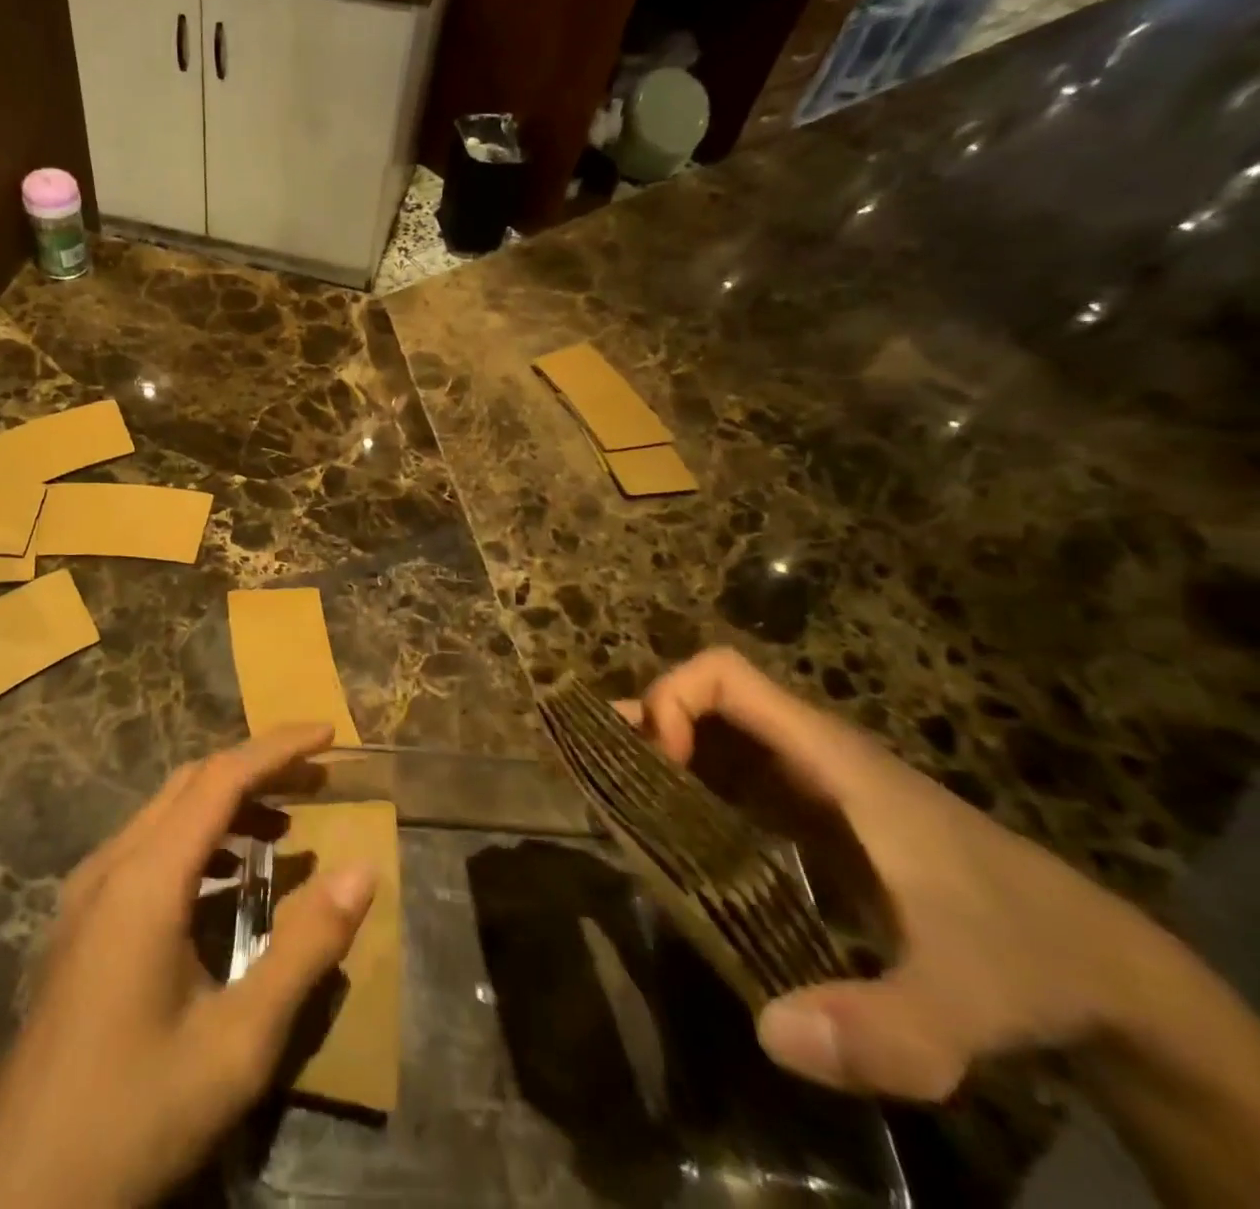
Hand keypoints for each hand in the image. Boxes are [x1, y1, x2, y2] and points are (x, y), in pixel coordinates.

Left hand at [0, 724, 376, 1208]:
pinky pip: (148, 848)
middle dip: (258, 768)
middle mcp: (111, 865)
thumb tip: (363, 871)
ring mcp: (88, 892)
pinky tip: (228, 879)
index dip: (278, 748)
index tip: (329, 734)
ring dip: (228, 803)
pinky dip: (198, 839)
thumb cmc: (135, 1116)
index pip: (221, 778)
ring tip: (286, 826)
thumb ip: (304, 950)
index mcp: (146, 879)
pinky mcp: (82, 922)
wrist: (19, 1198)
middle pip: (192, 783)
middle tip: (318, 778)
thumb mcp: (238, 1044)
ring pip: (166, 812)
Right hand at [633, 648, 1174, 1101]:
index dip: (671, 700)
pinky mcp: (807, 817)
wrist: (1099, 969)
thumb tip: (767, 1032)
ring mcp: (807, 784)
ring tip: (617, 806)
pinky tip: (668, 840)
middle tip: (608, 785)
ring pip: (710, 737)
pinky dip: (684, 789)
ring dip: (657, 757)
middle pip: (702, 700)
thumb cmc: (1024, 956)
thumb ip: (884, 1026)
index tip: (655, 765)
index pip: (724, 675)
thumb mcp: (965, 1003)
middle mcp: (807, 754)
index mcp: (829, 756)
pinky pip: (727, 778)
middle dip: (645, 727)